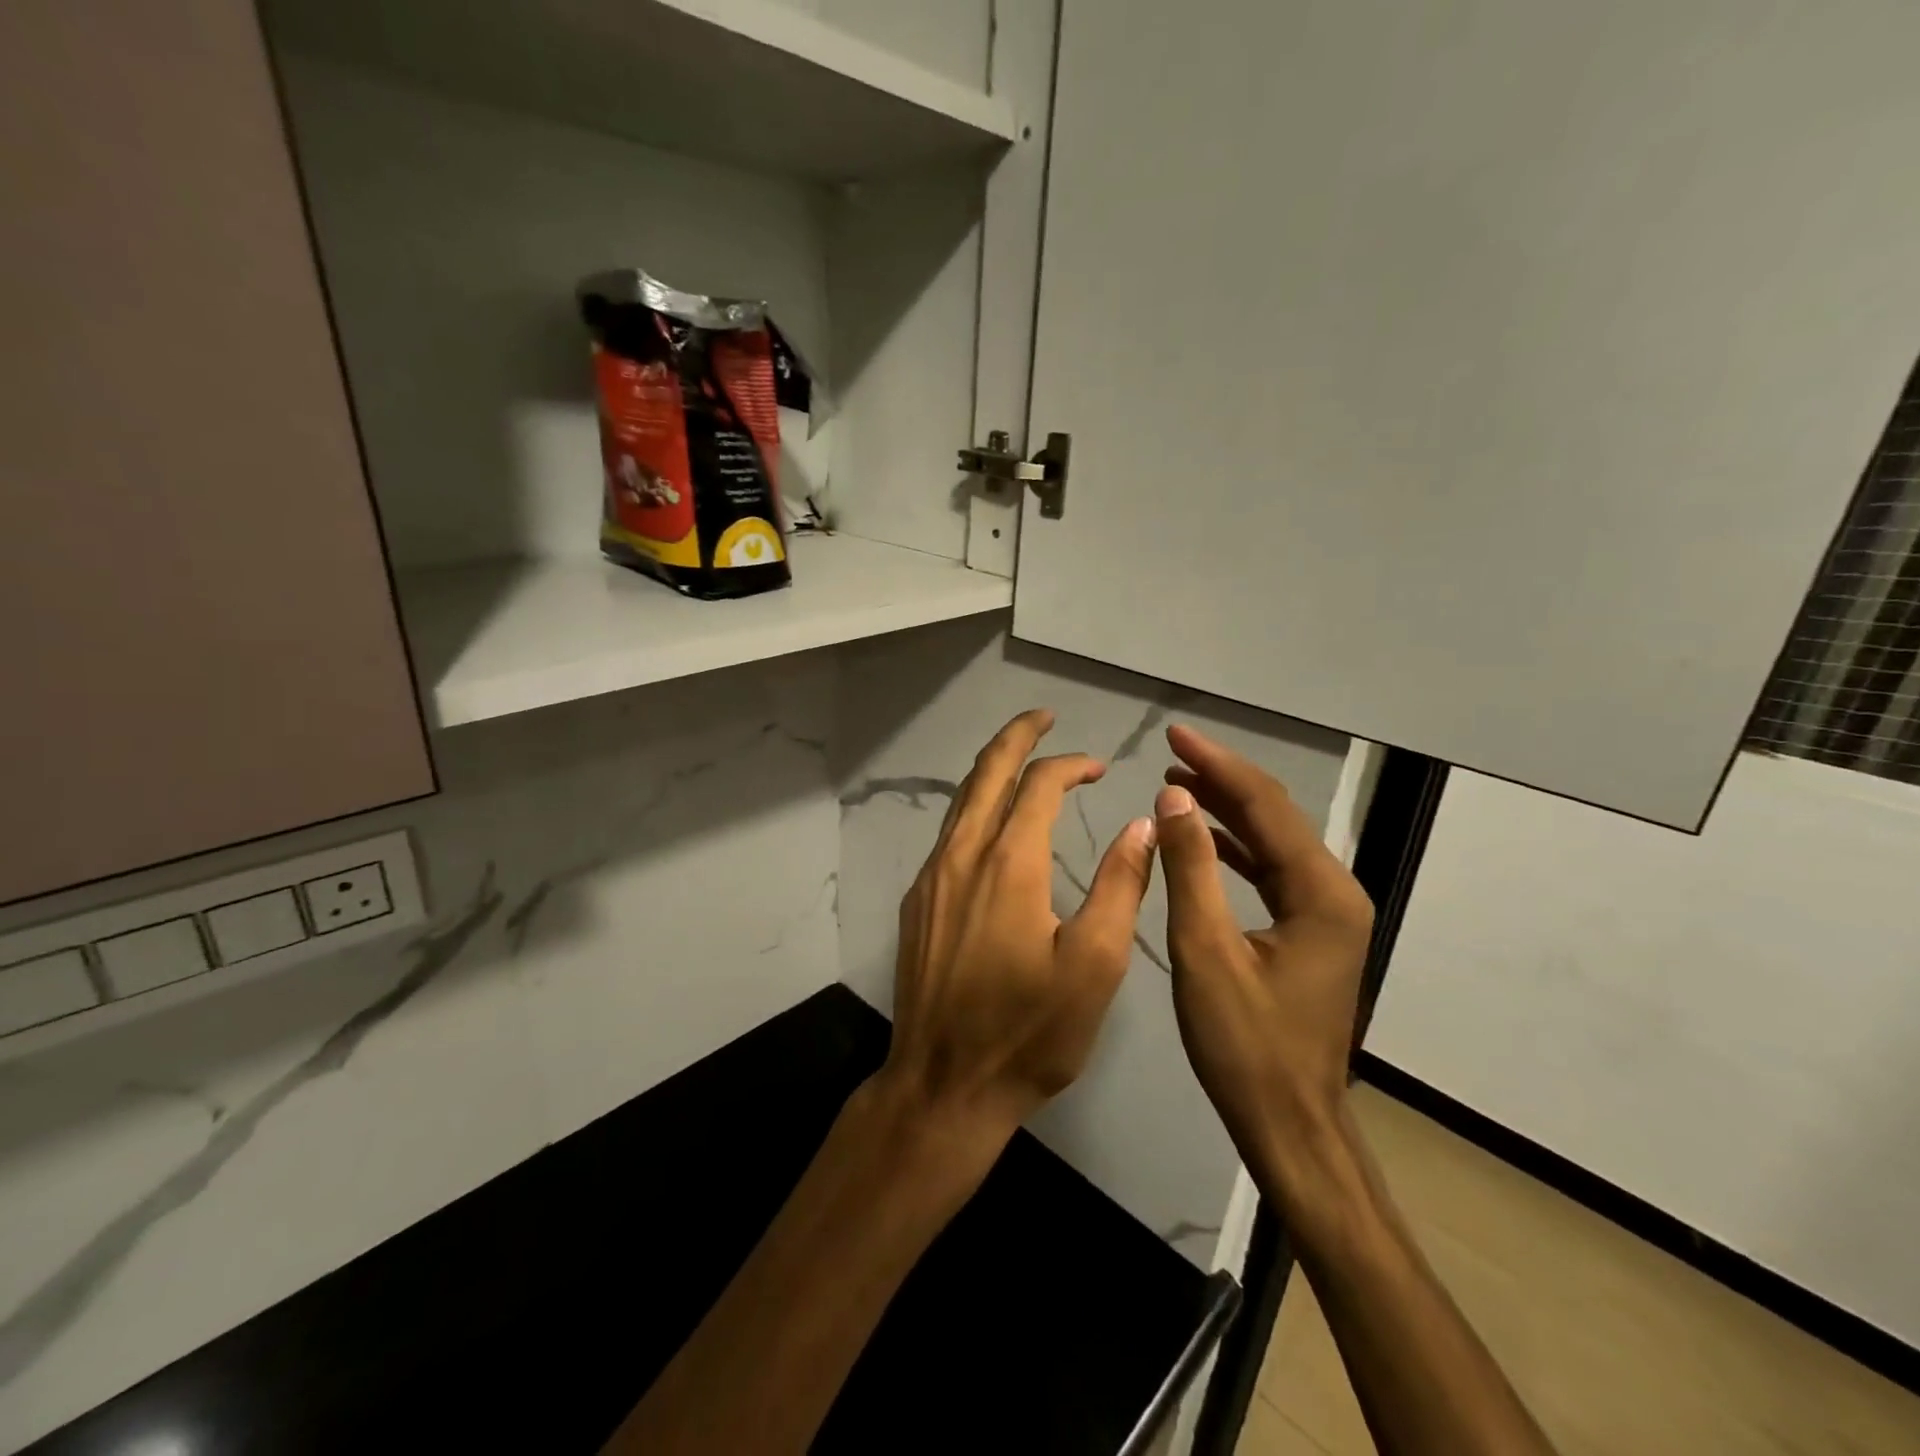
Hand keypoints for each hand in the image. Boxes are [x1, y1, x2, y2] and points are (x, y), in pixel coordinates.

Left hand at [877, 709, 1156, 1147]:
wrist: (943, 1084)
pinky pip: (948, 833)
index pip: (1038, 786)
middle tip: (1043, 717)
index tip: (1100, 767)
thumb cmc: (1028, 1032)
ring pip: (961, 801)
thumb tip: (1141, 823)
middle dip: (1016, 737)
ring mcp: (932, 879)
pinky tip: (993, 822)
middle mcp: (962, 857)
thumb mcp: (1095, 965)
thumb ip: (1121, 886)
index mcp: (1009, 865)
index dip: (1071, 765)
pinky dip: (975, 807)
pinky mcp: (918, 902)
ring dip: (992, 770)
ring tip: (1022, 757)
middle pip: (986, 773)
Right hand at [1154, 725, 1375, 1211]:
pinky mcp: (1310, 934)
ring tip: (1177, 785)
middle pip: (1275, 818)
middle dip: (1223, 780)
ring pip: (1273, 844)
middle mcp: (1334, 894)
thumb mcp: (1206, 952)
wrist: (1289, 1124)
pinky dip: (1235, 850)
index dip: (1218, 765)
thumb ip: (1191, 869)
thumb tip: (1174, 798)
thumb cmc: (1245, 1045)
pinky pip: (1271, 874)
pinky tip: (1202, 838)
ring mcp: (1326, 916)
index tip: (1176, 734)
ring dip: (1227, 812)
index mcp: (1320, 894)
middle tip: (1171, 752)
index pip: (1265, 807)